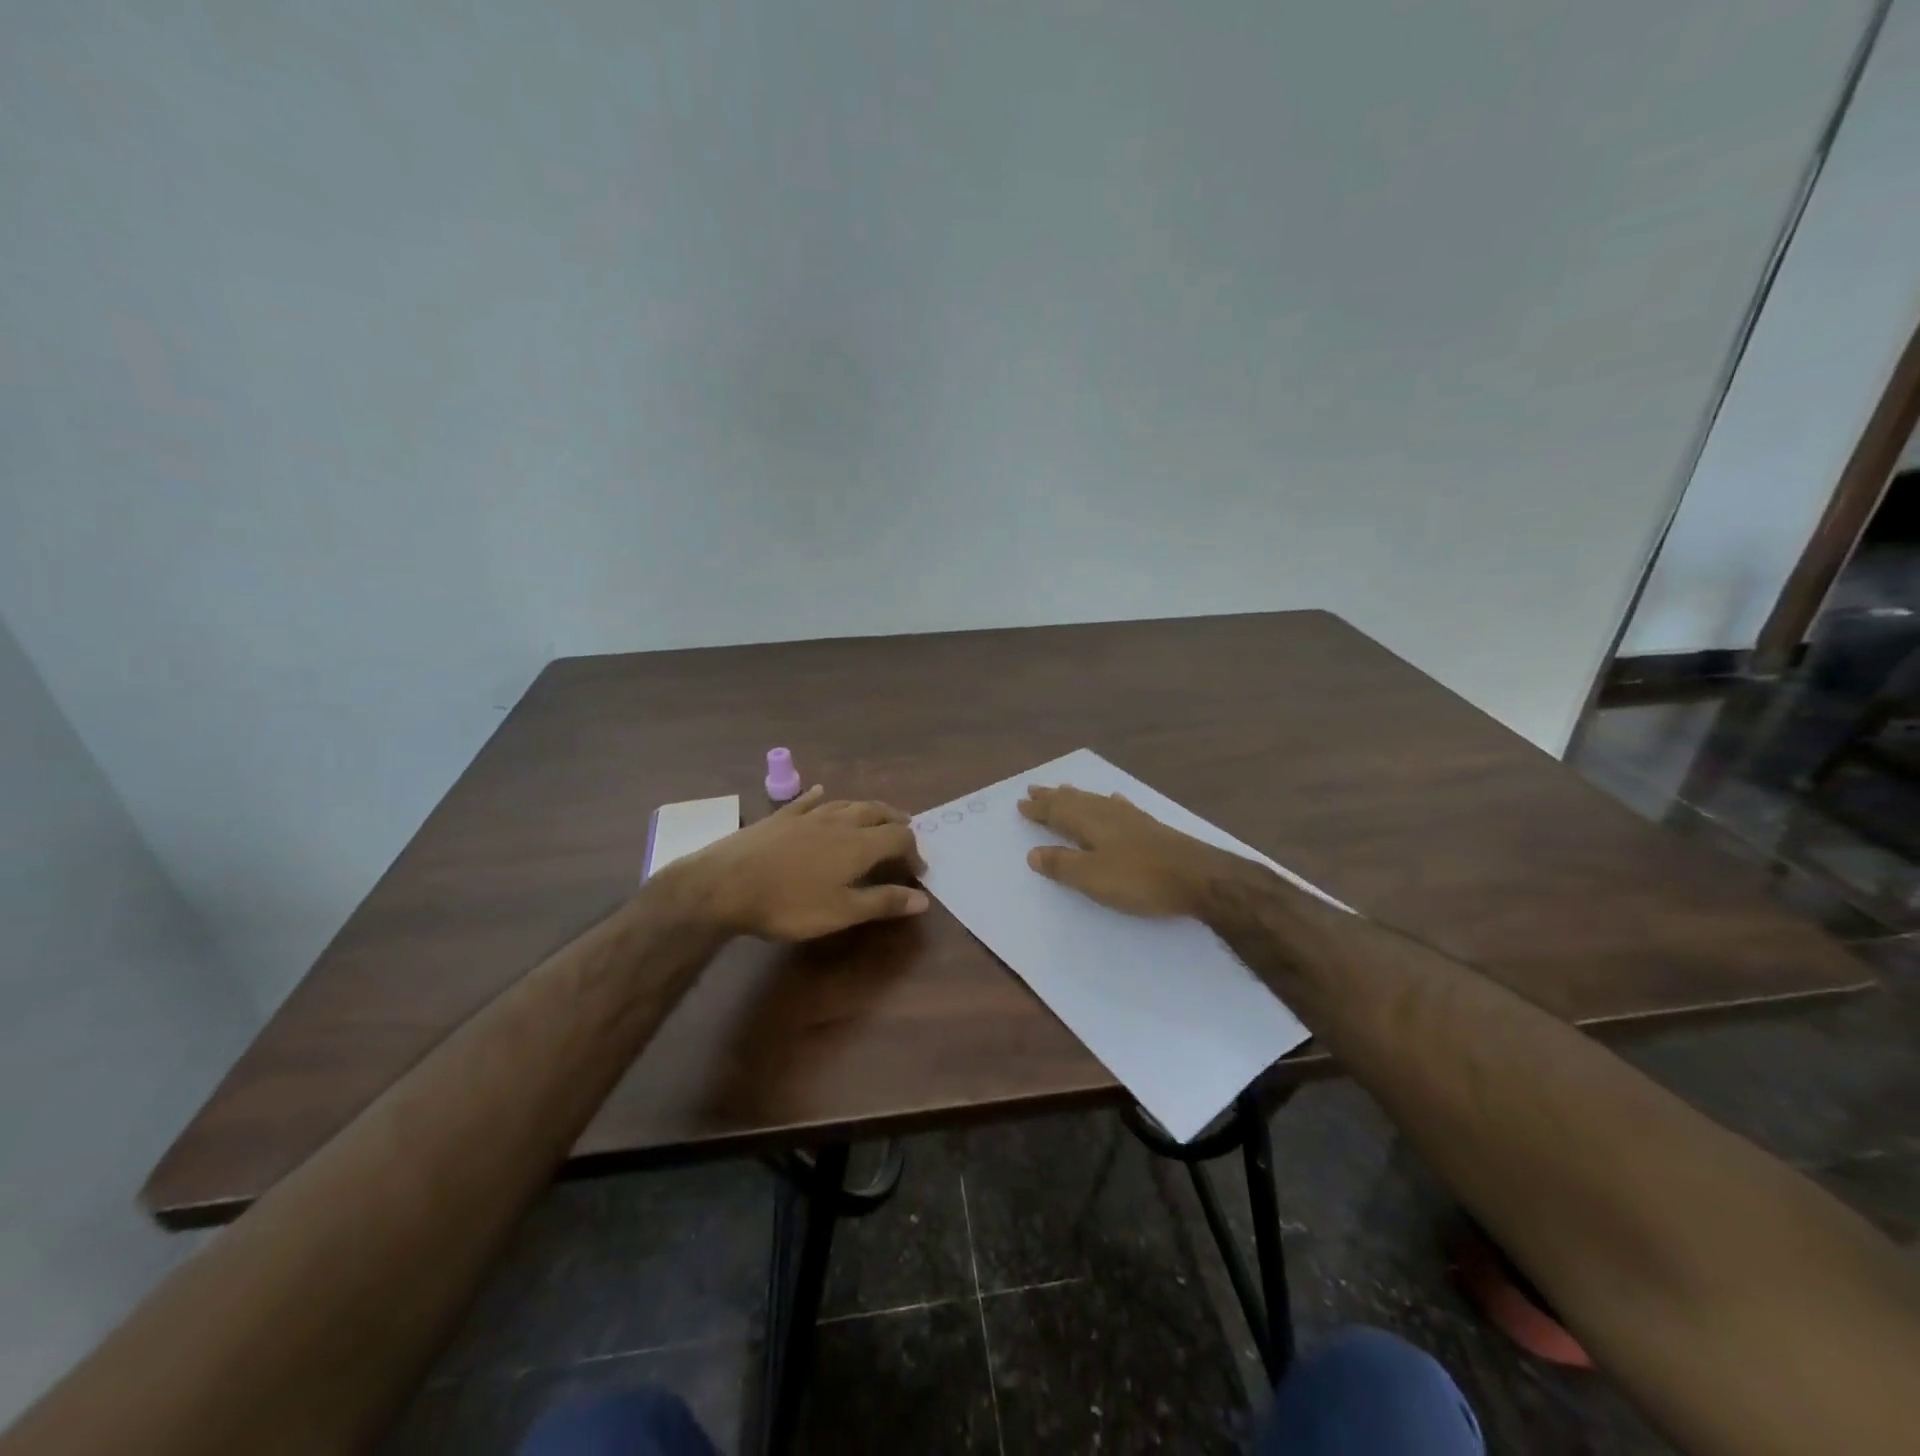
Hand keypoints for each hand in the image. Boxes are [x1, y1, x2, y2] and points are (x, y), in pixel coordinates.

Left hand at [675, 786, 930, 940]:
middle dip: (896, 820)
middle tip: (906, 831)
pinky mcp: (780, 817)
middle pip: (877, 812)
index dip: (914, 851)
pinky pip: (807, 800)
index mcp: (859, 844)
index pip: (899, 837)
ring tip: (876, 814)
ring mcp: (807, 815)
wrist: (725, 884)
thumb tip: (923, 899)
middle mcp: (839, 822)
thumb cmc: (789, 904)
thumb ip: (883, 902)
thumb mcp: (841, 912)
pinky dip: (819, 796)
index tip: (918, 871)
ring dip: (867, 808)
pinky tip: (821, 791)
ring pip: (846, 803)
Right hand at [1018, 784, 1229, 917]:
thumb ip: (1062, 864)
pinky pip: (1120, 806)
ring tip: (1064, 789)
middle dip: (1053, 797)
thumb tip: (1032, 853)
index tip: (1021, 803)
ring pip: (1096, 800)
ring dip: (1077, 796)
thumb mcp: (1093, 877)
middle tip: (1035, 789)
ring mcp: (1132, 819)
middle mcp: (1108, 814)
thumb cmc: (1141, 879)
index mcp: (1090, 823)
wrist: (1200, 878)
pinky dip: (1110, 801)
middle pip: (1075, 800)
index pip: (1057, 812)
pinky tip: (1114, 799)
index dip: (1038, 809)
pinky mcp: (1150, 827)